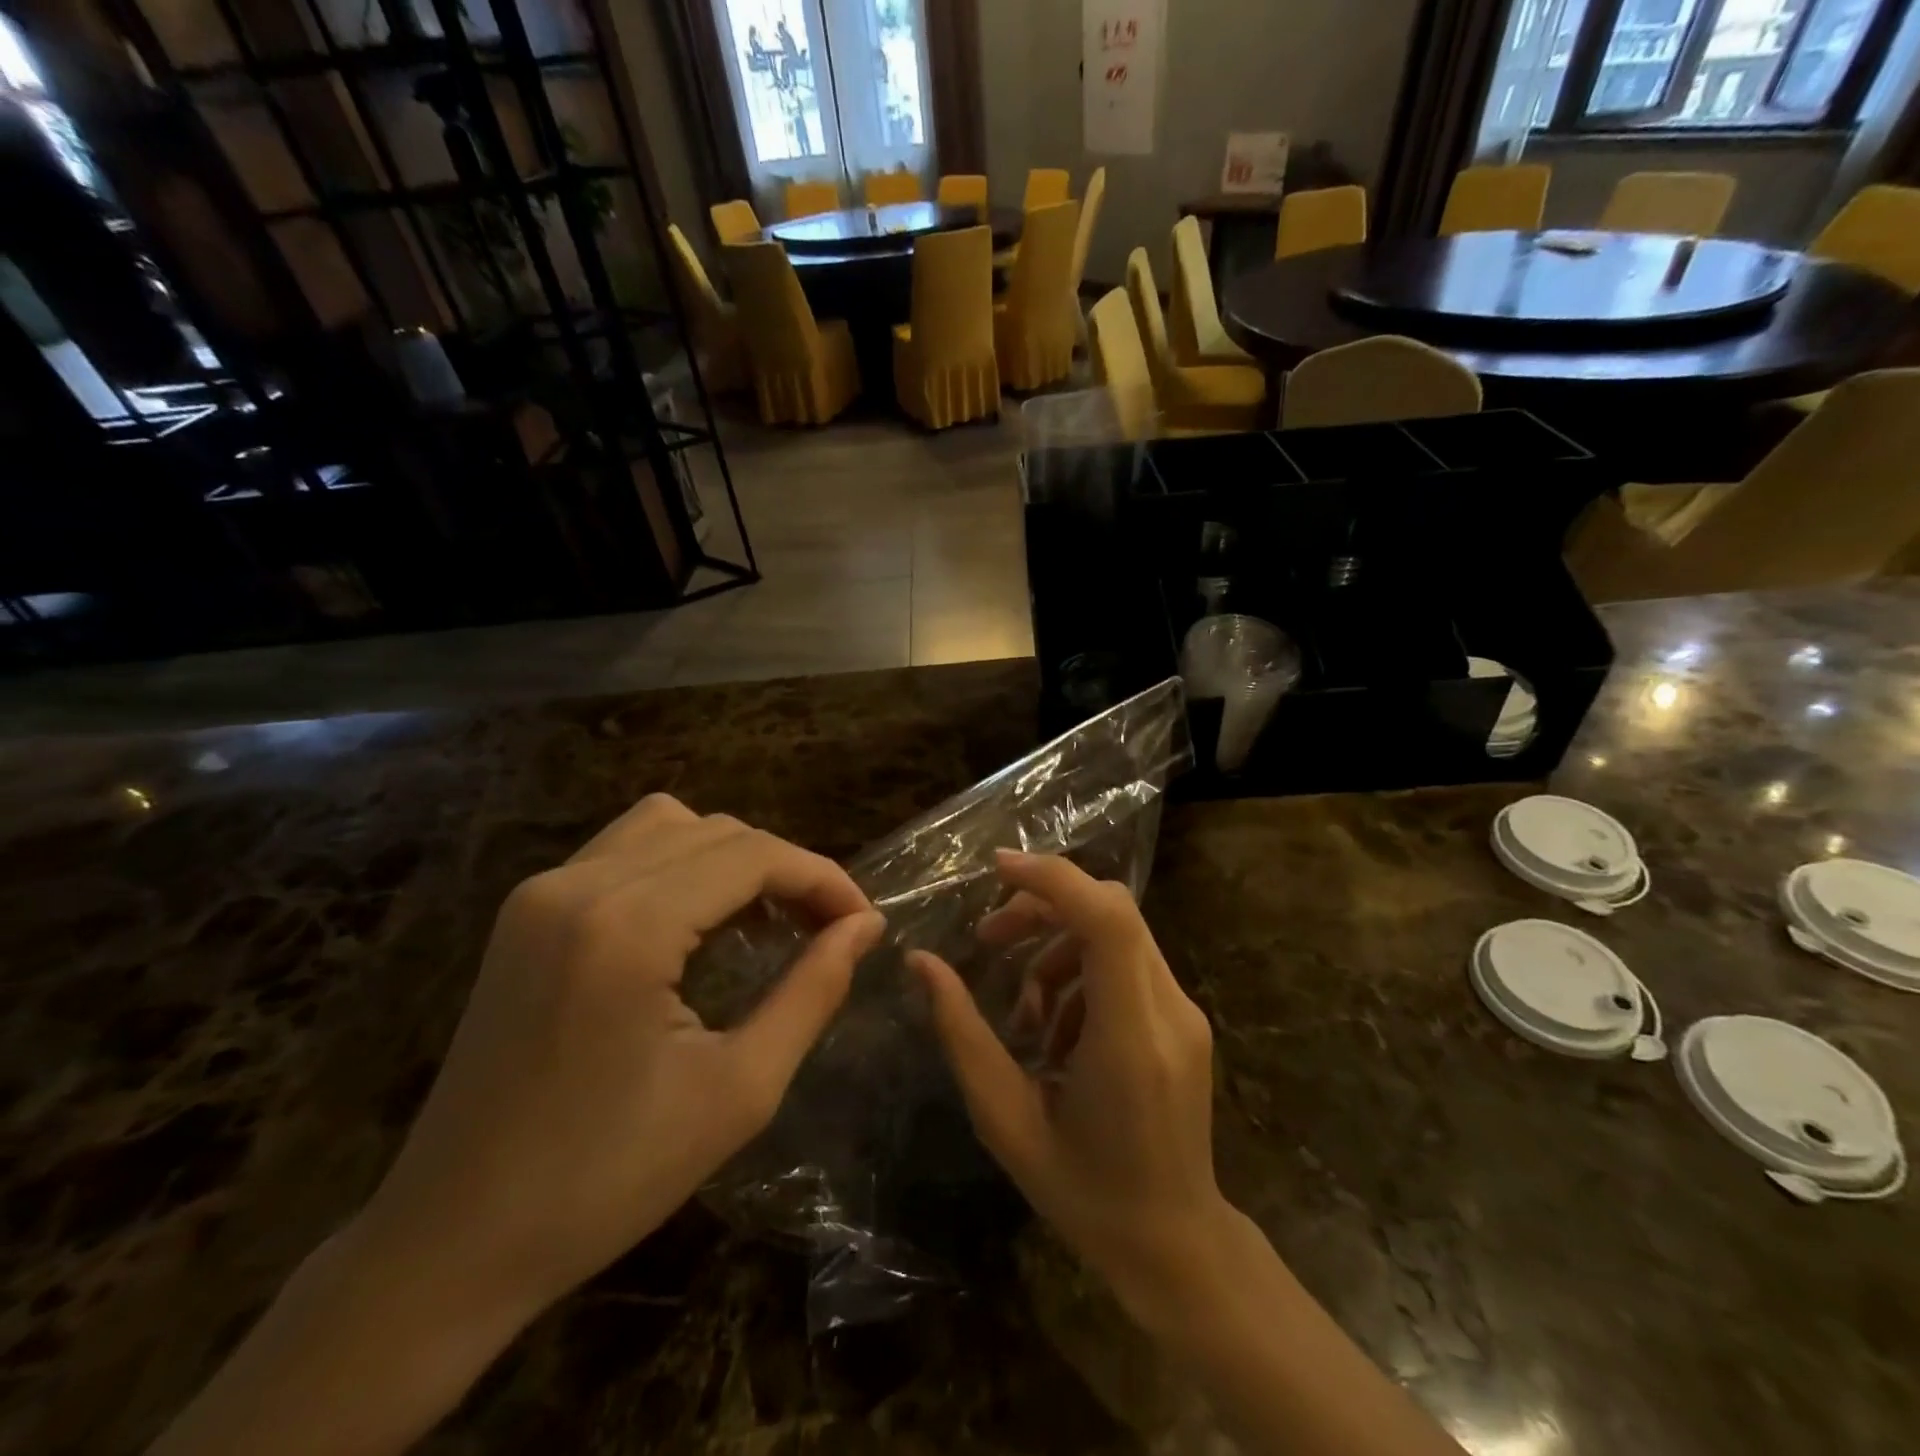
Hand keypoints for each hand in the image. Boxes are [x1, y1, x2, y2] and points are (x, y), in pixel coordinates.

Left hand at [356, 794, 884, 1334]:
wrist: (451, 1242)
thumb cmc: (606, 1180)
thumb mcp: (739, 1090)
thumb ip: (813, 991)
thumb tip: (865, 927)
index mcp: (627, 926)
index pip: (754, 855)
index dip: (822, 879)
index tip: (864, 923)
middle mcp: (578, 885)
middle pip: (718, 831)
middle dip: (786, 869)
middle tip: (826, 930)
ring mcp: (542, 892)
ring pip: (671, 825)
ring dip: (734, 860)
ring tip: (767, 922)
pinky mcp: (527, 911)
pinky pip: (626, 850)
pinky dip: (683, 867)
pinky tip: (701, 923)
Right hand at [909, 850, 1227, 1321]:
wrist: (1175, 1244)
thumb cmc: (1083, 1193)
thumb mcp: (1005, 1119)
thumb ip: (963, 1034)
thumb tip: (921, 962)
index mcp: (1130, 1039)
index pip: (1107, 920)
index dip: (1052, 879)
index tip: (996, 868)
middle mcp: (1169, 1011)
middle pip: (1110, 909)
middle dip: (1041, 907)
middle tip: (988, 939)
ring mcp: (1185, 1012)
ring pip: (1116, 930)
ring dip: (1057, 946)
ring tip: (1022, 1013)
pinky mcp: (1183, 1018)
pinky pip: (1126, 961)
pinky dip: (1080, 971)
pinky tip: (1056, 1030)